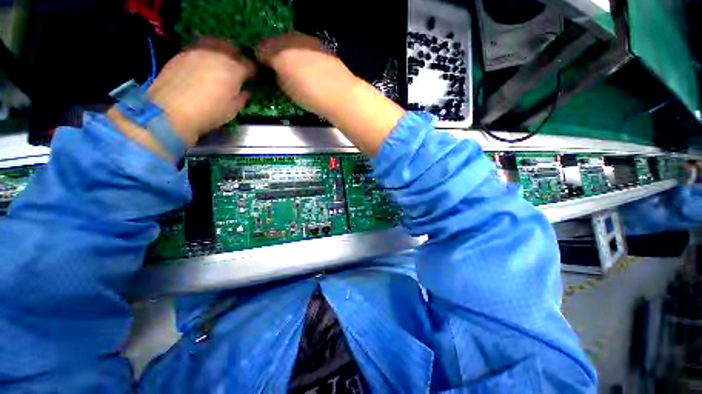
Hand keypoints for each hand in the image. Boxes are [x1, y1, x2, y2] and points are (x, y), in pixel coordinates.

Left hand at [147, 39, 255, 144]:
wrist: (171, 110)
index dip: (253, 72)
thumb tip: (245, 92)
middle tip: (238, 67)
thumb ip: (241, 98)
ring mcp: (198, 51)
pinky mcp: (182, 53)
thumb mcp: (232, 110)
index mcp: (234, 71)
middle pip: (232, 49)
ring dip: (222, 49)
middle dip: (238, 57)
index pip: (249, 66)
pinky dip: (206, 51)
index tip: (252, 78)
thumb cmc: (208, 113)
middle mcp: (217, 55)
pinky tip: (205, 61)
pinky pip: (199, 46)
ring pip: (215, 42)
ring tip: (222, 60)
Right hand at [256, 32, 360, 119]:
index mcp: (279, 54)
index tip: (263, 70)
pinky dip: (302, 53)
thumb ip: (277, 77)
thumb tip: (276, 71)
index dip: (260, 60)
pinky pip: (304, 45)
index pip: (261, 50)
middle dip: (274, 53)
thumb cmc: (312, 96)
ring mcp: (307, 40)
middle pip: (275, 42)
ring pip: (290, 41)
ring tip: (293, 68)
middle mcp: (291, 40)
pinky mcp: (321, 45)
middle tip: (277, 69)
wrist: (342, 94)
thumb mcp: (288, 91)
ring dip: (288, 51)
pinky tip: (307, 66)